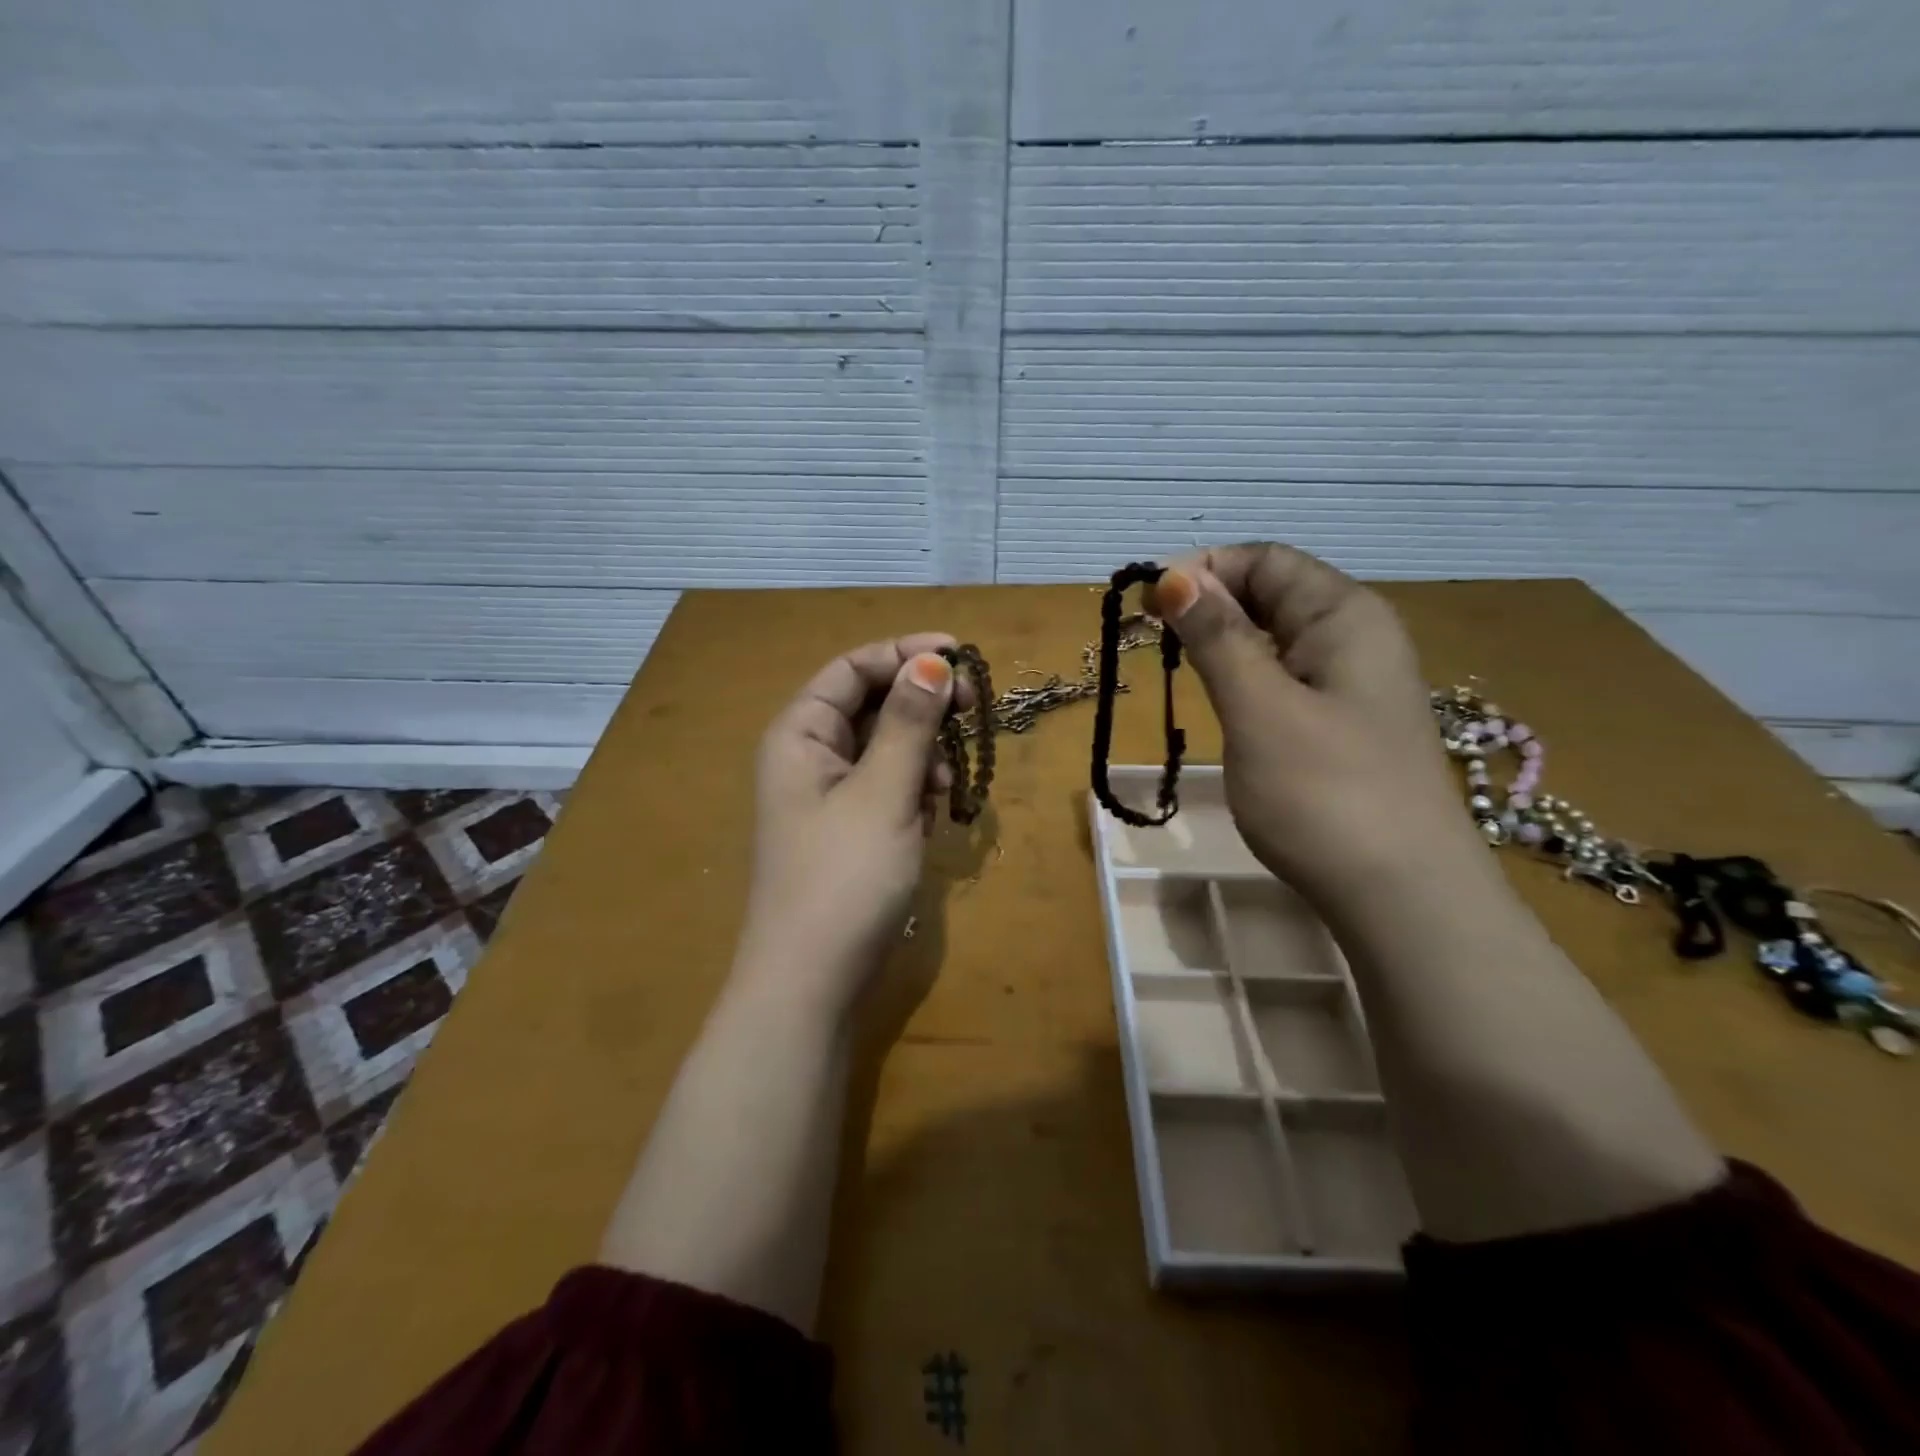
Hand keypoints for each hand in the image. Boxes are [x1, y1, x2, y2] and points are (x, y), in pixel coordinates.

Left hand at [734, 634, 968, 1013]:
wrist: (812, 983)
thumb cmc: (844, 878)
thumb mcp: (883, 792)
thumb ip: (909, 722)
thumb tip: (933, 661)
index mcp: (800, 733)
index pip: (852, 668)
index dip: (905, 654)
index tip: (962, 656)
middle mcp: (809, 755)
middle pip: (872, 705)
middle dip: (921, 708)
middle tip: (970, 714)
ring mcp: (829, 795)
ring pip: (887, 747)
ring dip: (922, 755)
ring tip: (940, 788)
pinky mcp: (851, 830)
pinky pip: (888, 787)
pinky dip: (914, 791)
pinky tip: (930, 818)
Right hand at [1149, 544, 1472, 903]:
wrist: (1404, 898)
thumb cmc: (1325, 794)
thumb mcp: (1258, 708)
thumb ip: (1217, 638)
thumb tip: (1174, 576)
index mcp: (1344, 615)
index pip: (1267, 560)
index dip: (1204, 568)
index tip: (1146, 604)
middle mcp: (1357, 638)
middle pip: (1274, 594)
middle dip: (1210, 604)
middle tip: (1153, 639)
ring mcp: (1355, 687)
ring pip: (1277, 640)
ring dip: (1224, 643)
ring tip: (1180, 669)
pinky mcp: (1346, 728)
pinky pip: (1288, 680)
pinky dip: (1247, 679)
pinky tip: (1225, 706)